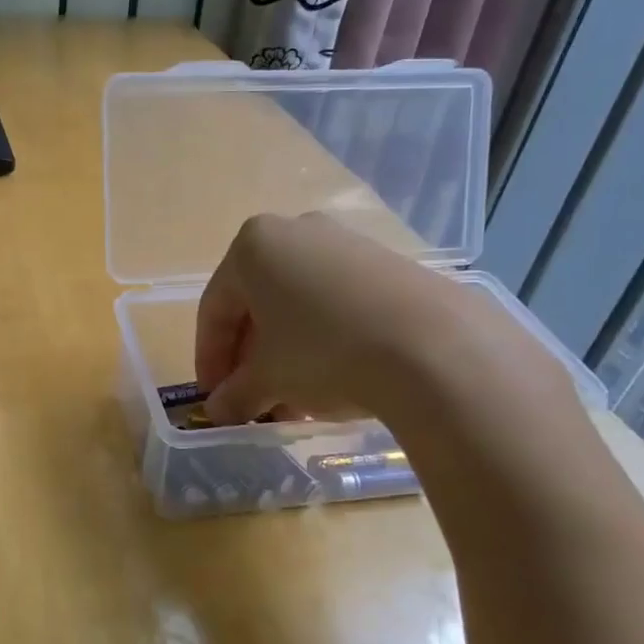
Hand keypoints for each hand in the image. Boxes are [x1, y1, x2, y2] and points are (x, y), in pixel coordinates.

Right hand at [194, 212, 568, 427]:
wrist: (434, 347)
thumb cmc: (323, 351)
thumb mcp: (269, 379)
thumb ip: (236, 393)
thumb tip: (219, 411)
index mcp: (252, 246)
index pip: (215, 309)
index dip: (209, 360)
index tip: (214, 398)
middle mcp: (295, 232)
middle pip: (257, 304)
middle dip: (251, 359)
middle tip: (253, 400)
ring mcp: (345, 243)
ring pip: (298, 305)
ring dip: (286, 354)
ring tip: (294, 400)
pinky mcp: (387, 263)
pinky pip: (336, 302)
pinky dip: (323, 340)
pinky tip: (333, 379)